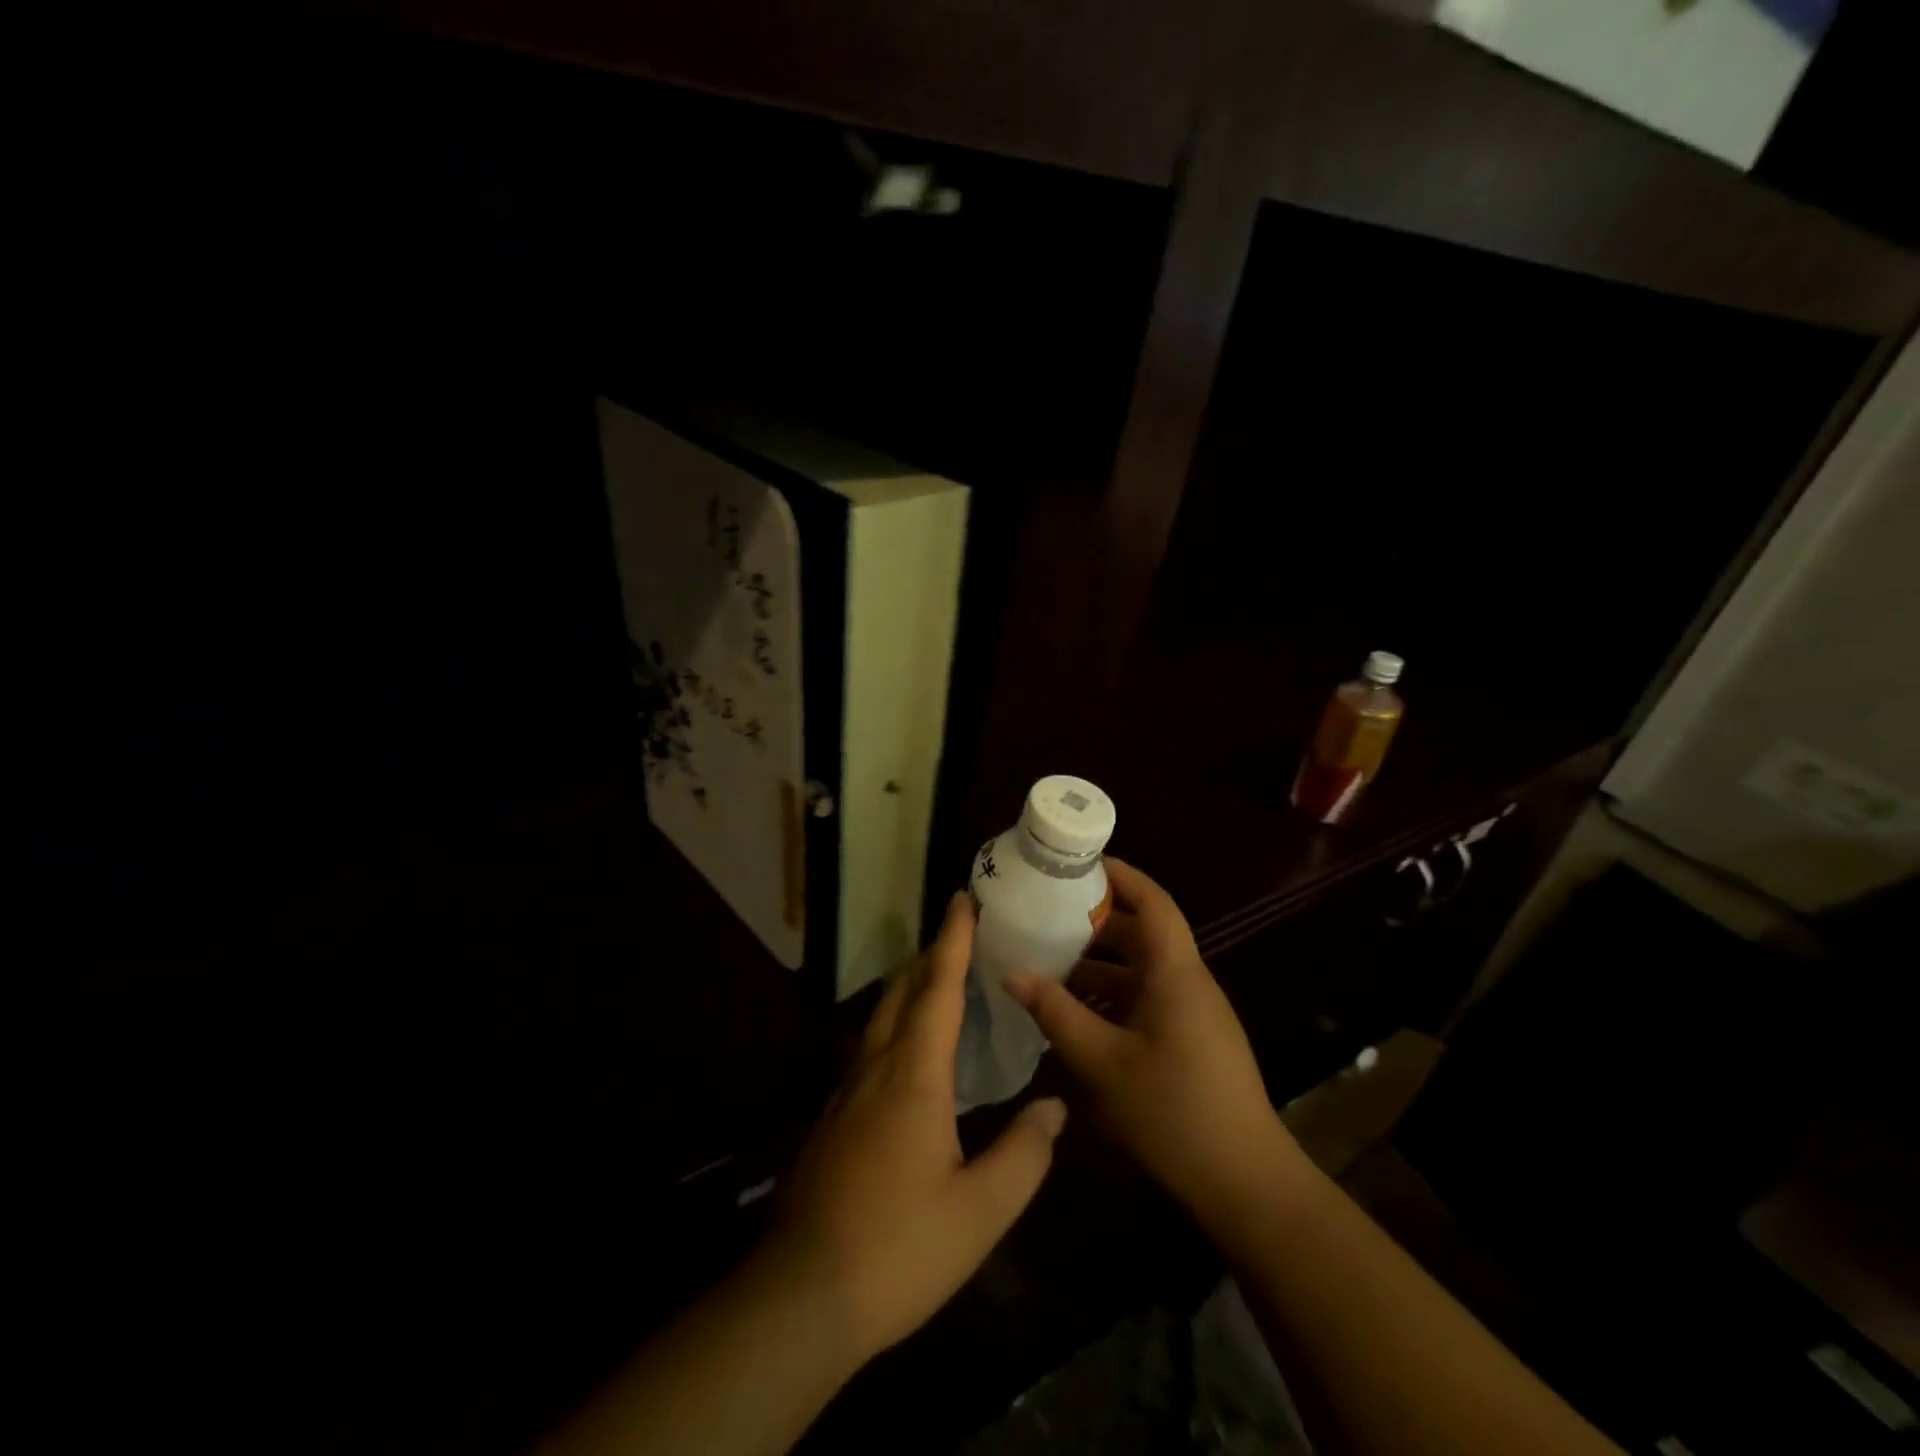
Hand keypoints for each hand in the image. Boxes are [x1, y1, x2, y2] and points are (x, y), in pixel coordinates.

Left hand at [764, 893, 1066, 1363]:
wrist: (803, 1294)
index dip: (952, 941)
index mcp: (914, 1075)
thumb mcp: (980, 1212)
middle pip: (903, 992)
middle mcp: (876, 1068)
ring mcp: (848, 1091)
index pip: (937, 989)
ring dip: (911, 987)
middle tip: (961, 932)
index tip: (963, 900)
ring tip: (940, 977)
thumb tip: (1054, 1106)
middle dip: (931, 955)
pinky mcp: (835, 1117)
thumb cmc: (900, 1248)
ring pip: (882, 1017)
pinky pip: (870, 1046)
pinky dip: (897, 1023)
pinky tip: (910, 1048)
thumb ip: (1024, 1154)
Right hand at [1006, 858, 1301, 1226]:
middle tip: (1048, 914)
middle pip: (1143, 933)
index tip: (1079, 863)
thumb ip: (1057, 1013)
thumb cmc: (1173, 1111)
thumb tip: (1013, 973)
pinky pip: (1148, 1000)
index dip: (1120, 875)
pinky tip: (1077, 1014)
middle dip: (1097, 920)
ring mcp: (1194, 1013)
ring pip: (1143, 970)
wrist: (1244, 1183)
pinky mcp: (1192, 1041)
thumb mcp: (1103, 1062)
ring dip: (1100, 964)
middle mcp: (1188, 982)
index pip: (1153, 901)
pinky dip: (1113, 996)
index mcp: (1176, 973)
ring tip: (1049, 962)